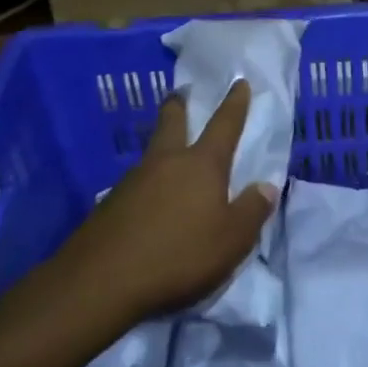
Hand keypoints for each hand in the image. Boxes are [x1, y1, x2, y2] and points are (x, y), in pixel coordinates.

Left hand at [49, 81, 276, 321]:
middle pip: (172, 123)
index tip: (239, 82)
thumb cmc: (178, 256)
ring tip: (169, 156)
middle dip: (179, 106)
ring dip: (161, 147)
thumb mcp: (232, 240)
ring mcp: (131, 182)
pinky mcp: (108, 206)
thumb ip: (252, 211)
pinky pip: (135, 185)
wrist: (100, 283)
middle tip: (179, 93)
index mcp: (201, 165)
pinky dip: (146, 185)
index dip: (235, 103)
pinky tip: (147, 203)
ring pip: (151, 153)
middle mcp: (166, 163)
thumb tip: (266, 186)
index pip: (224, 125)